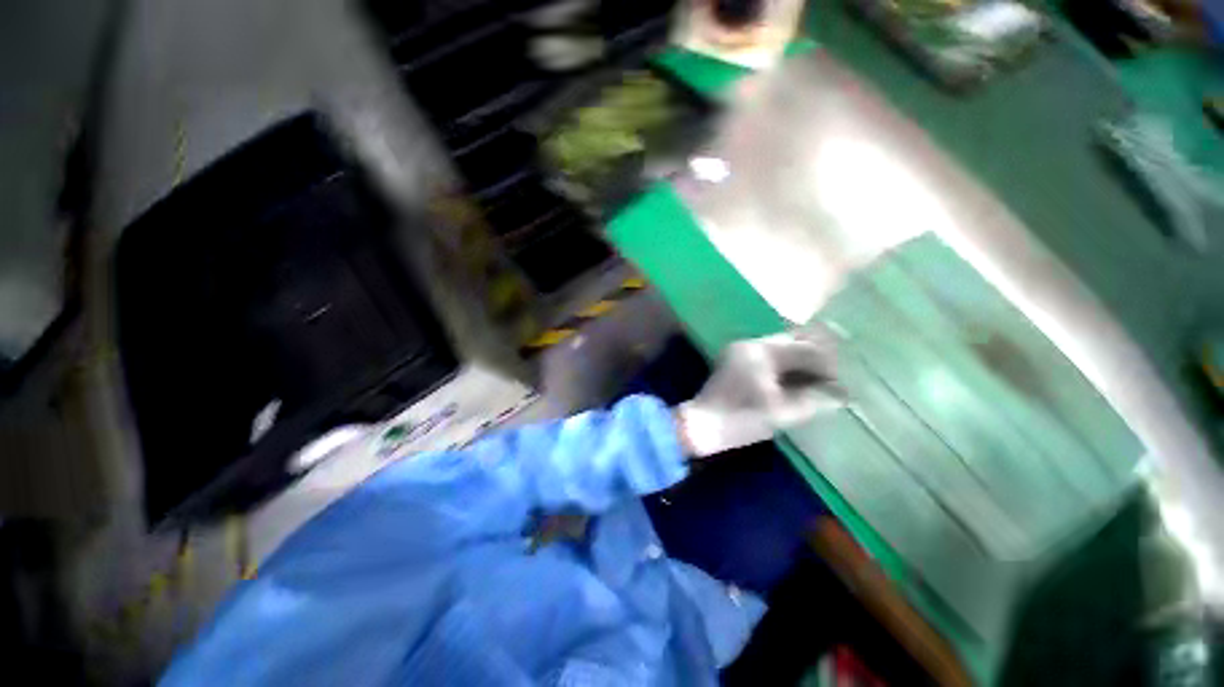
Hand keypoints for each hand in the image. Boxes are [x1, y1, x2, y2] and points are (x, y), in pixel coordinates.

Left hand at [677, 327, 846, 456]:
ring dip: (798, 361)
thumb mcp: (782, 412)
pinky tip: (793, 381)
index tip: (839, 384)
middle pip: (792, 342)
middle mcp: (750, 344)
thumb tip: (841, 394)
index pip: (805, 349)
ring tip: (814, 382)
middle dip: (813, 358)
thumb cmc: (741, 418)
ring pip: (780, 348)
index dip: (827, 366)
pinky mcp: (735, 360)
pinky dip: (783, 365)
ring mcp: (740, 350)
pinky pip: (767, 356)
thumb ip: (814, 400)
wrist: (702, 425)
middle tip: (830, 380)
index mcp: (762, 352)